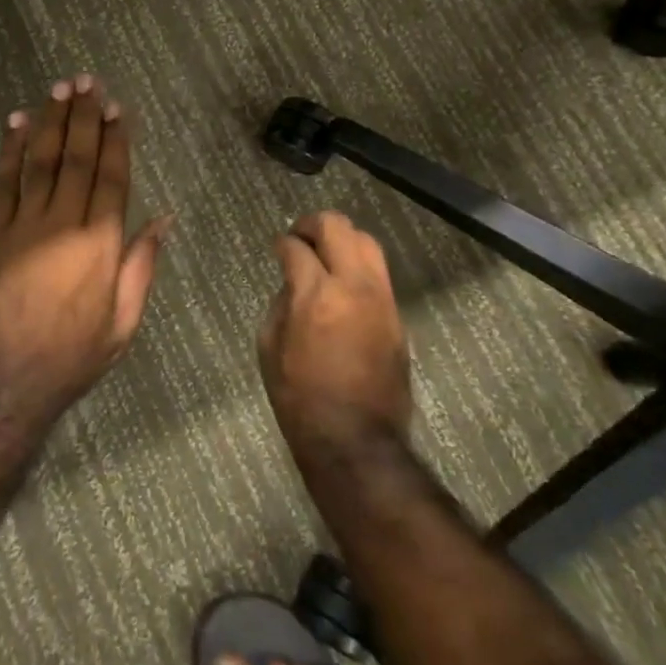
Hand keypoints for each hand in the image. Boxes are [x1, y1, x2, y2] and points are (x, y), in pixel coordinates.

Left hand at [0, 76, 170, 426]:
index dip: (116, 139)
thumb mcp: (123, 322)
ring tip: (58, 88)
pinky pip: (3, 183)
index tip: (117, 108)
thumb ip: (142, 265)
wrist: (4, 379)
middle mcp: (64, 222)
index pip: (112, 177)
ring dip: (50, 122)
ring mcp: (24, 225)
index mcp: (101, 243)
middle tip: (87, 82)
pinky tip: (16, 124)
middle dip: (84, 117)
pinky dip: (9, 151)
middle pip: (77, 158)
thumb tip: (164, 219)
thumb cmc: (72, 356)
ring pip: (40, 161)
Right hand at [261, 212, 411, 454]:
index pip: (297, 247)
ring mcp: (381, 300)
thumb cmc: (299, 397)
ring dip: (342, 239)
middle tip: (299, 237)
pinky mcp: (396, 317)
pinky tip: (343, 282)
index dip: (282, 243)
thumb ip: (281, 303)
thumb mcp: (269, 347)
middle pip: (338, 227)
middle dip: (313, 224)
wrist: (354, 439)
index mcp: (315, 295)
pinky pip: (378, 273)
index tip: (277, 247)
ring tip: (324, 253)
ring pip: (367, 243)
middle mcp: (353, 286)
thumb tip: (294, 284)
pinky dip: (358, 266)